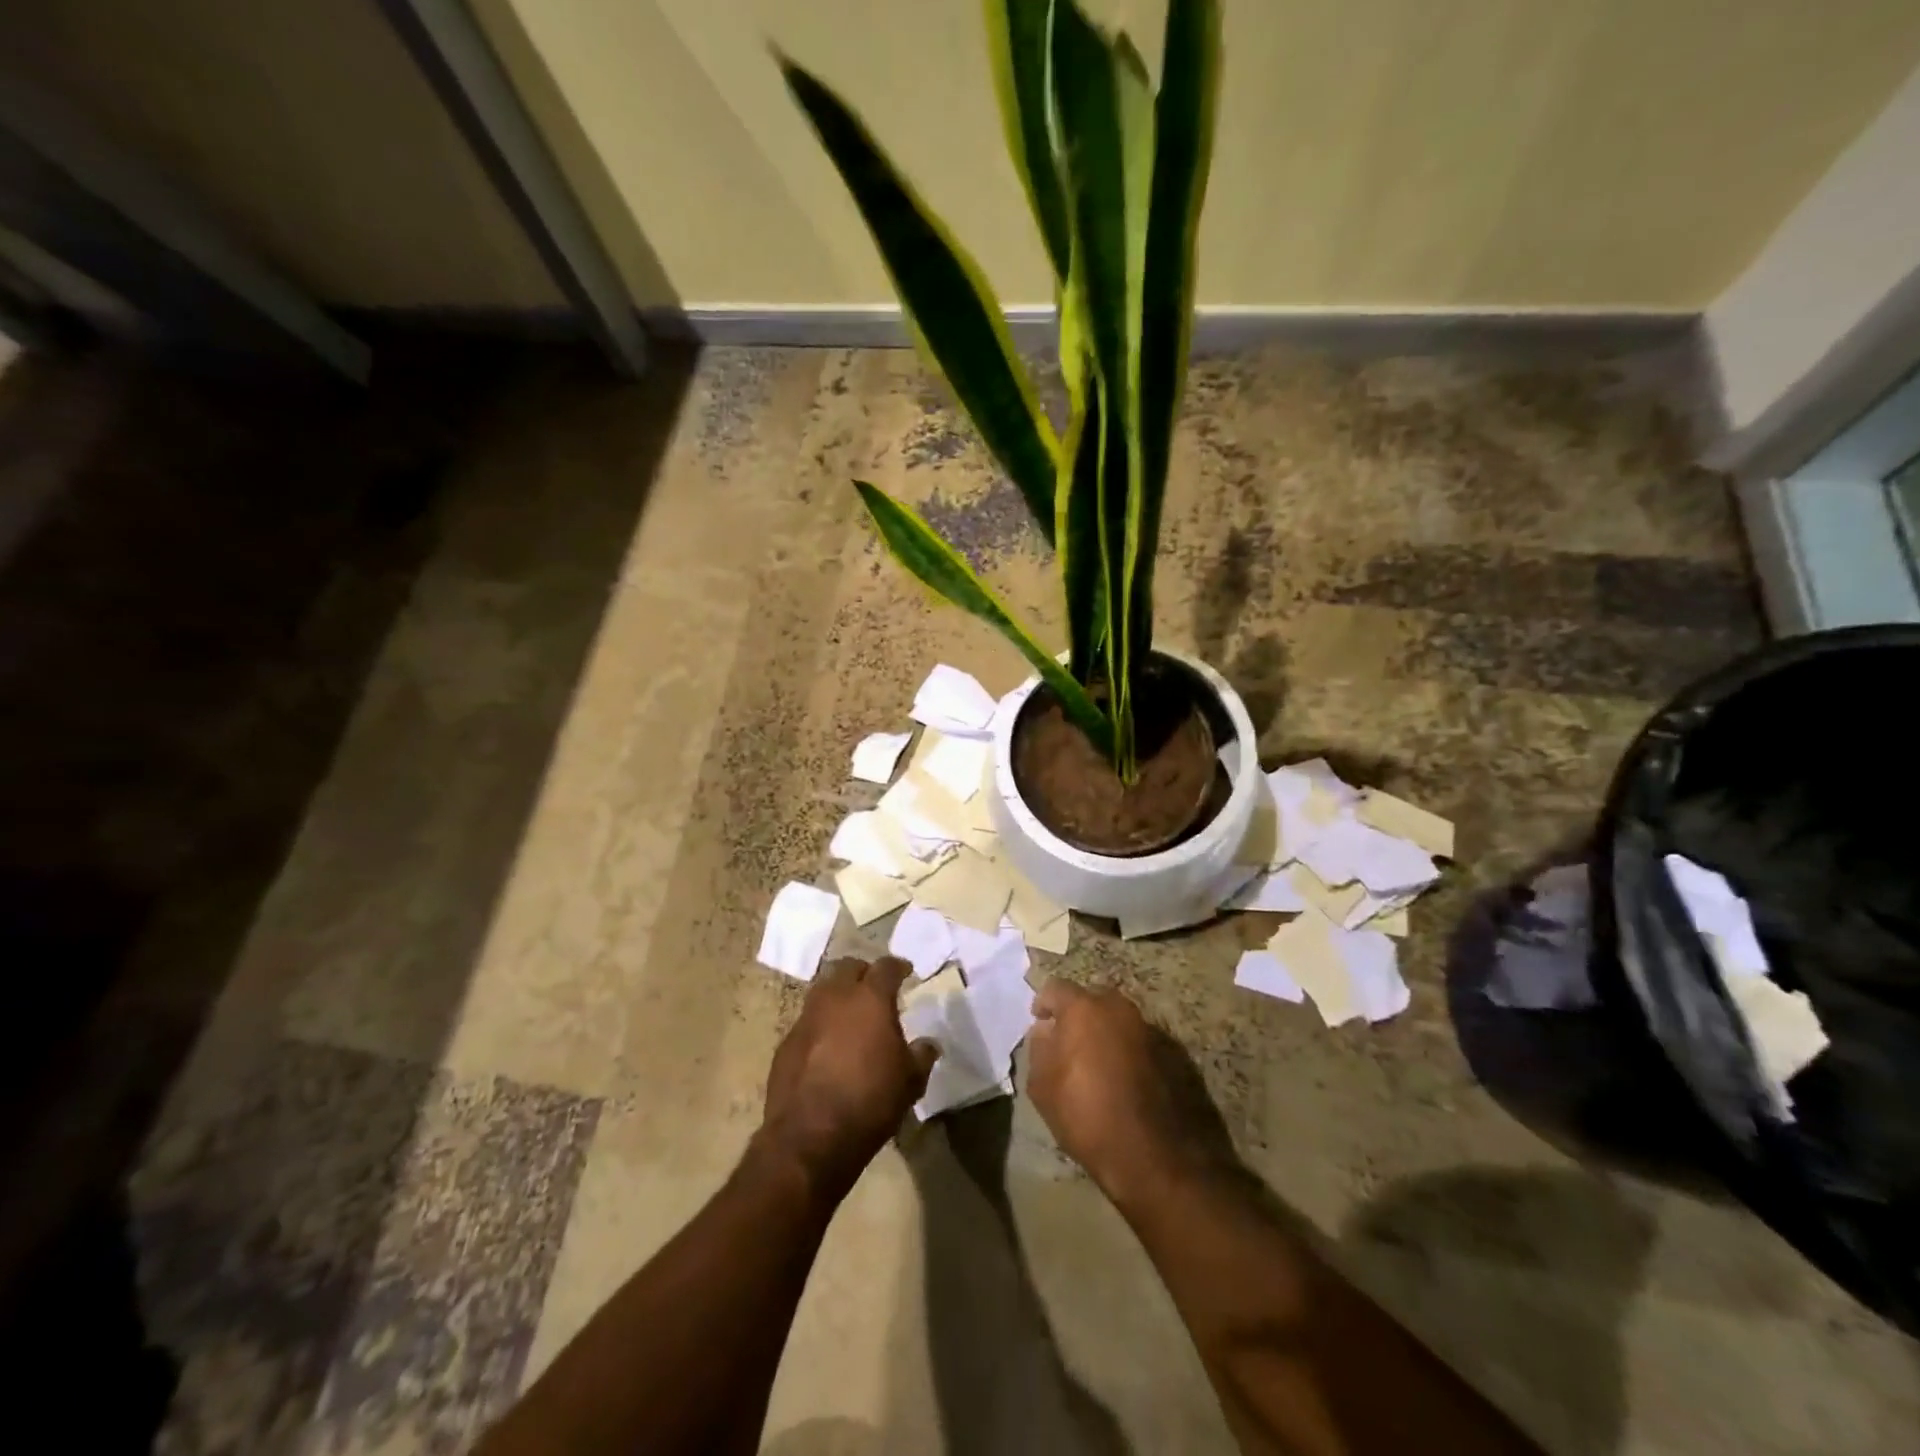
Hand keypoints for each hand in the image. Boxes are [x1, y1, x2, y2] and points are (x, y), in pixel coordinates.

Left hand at [760, 956, 938, 1199]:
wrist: (809, 1137)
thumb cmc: (870, 1101)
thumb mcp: (910, 1081)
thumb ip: (921, 1055)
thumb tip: (928, 1044)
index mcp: (870, 998)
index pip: (886, 966)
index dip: (898, 967)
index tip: (906, 972)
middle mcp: (835, 998)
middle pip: (848, 967)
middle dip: (863, 973)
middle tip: (875, 988)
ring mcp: (806, 1018)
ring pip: (823, 990)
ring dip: (838, 995)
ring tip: (851, 1014)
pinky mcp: (787, 1043)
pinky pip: (808, 1021)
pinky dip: (821, 1025)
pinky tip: (828, 1046)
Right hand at [1026, 979, 1222, 1206]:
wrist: (1150, 1154)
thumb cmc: (1086, 1116)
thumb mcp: (1042, 1086)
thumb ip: (1039, 1048)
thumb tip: (1046, 1030)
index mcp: (1083, 1009)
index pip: (1056, 988)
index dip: (1043, 1002)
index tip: (1039, 1022)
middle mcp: (1117, 1008)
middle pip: (1090, 998)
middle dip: (1076, 1013)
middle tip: (1066, 1039)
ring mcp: (1146, 1027)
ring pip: (1116, 1017)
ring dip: (1102, 1029)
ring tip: (1093, 1058)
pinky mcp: (1168, 1050)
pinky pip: (1135, 1037)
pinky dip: (1123, 1046)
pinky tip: (1118, 1073)